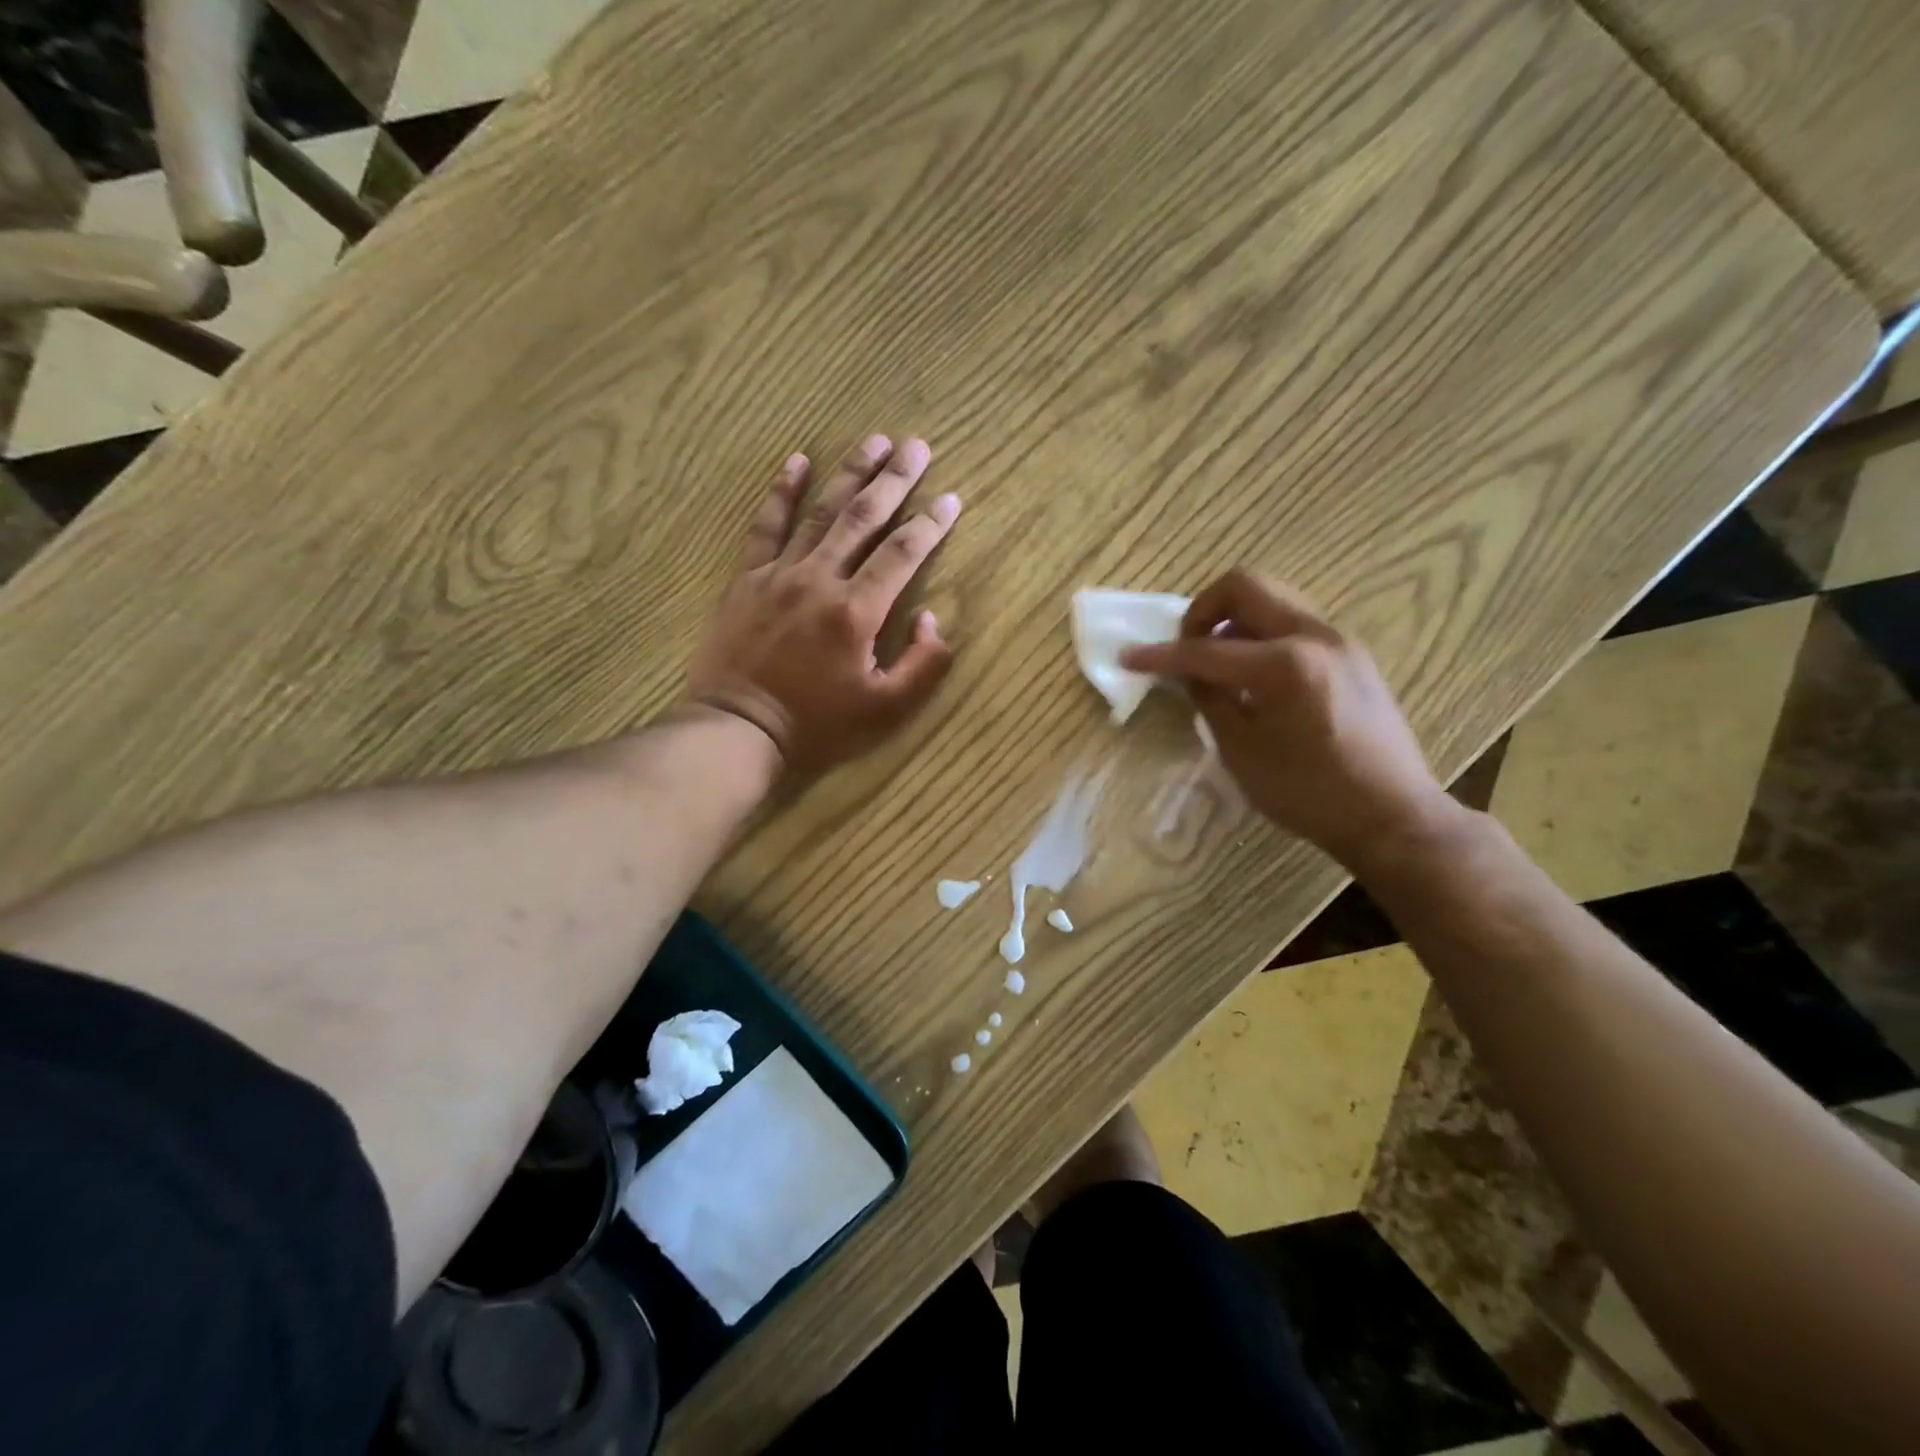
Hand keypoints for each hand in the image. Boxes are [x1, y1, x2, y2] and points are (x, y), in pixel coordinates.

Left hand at [687, 434, 960, 775]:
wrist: (739, 731)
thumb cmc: (818, 725)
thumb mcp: (886, 710)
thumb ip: (923, 664)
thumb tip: (933, 619)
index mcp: (857, 612)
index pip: (903, 554)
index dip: (931, 524)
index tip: (951, 498)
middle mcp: (820, 579)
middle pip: (864, 517)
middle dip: (895, 479)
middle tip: (917, 445)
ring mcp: (779, 574)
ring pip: (820, 512)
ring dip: (850, 473)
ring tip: (874, 440)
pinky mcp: (747, 579)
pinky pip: (765, 526)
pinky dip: (781, 492)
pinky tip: (796, 460)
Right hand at [1121, 570, 1453, 870]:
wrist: (1393, 815)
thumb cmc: (1309, 794)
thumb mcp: (1242, 752)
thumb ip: (1210, 701)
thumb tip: (1190, 673)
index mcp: (1284, 665)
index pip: (1205, 649)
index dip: (1161, 655)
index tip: (1129, 657)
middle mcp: (1314, 635)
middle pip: (1246, 585)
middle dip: (1203, 609)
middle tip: (1187, 647)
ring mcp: (1339, 640)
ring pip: (1273, 599)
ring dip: (1234, 618)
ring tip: (1218, 661)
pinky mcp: (1351, 654)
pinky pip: (1294, 622)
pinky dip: (1262, 633)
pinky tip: (1254, 676)